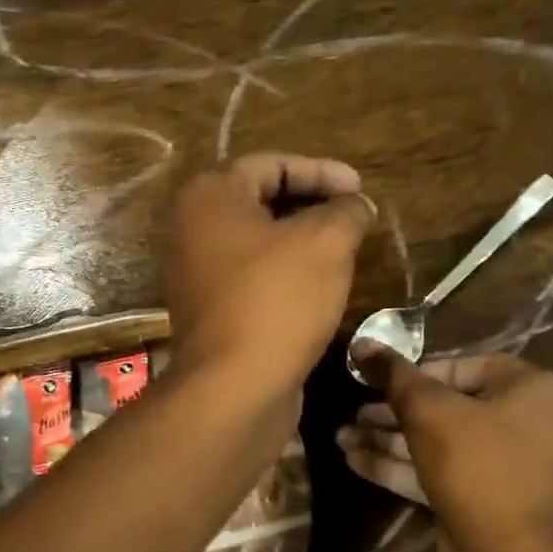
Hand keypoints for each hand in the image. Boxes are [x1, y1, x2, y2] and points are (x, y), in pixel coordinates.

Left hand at [164, 153, 375, 400]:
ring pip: (258, 246)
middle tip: (352, 218)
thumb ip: (346, 212)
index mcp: (210, 197)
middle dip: (312, 206)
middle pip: (261, 202)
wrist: (235, 387)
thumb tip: (357, 206)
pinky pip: (253, 281)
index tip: (360, 189)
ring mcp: (196, 276)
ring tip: (344, 253)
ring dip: (301, 245)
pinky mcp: (211, 315)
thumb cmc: (277, 300)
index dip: (322, 171)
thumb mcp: (326, 243)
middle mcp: (192, 230)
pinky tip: (318, 292)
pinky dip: (285, 278)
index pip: (272, 164)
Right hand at [339, 350, 552, 551]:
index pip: (464, 365)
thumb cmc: (476, 466)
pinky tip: (356, 462)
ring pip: (440, 443)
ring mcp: (506, 466)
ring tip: (341, 437)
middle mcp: (525, 423)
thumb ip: (394, 376)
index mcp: (530, 389)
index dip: (416, 373)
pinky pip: (442, 472)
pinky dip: (403, 466)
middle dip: (394, 412)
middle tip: (355, 414)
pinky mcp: (485, 499)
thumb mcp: (429, 412)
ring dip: (390, 440)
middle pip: (448, 407)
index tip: (379, 383)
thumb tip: (362, 344)